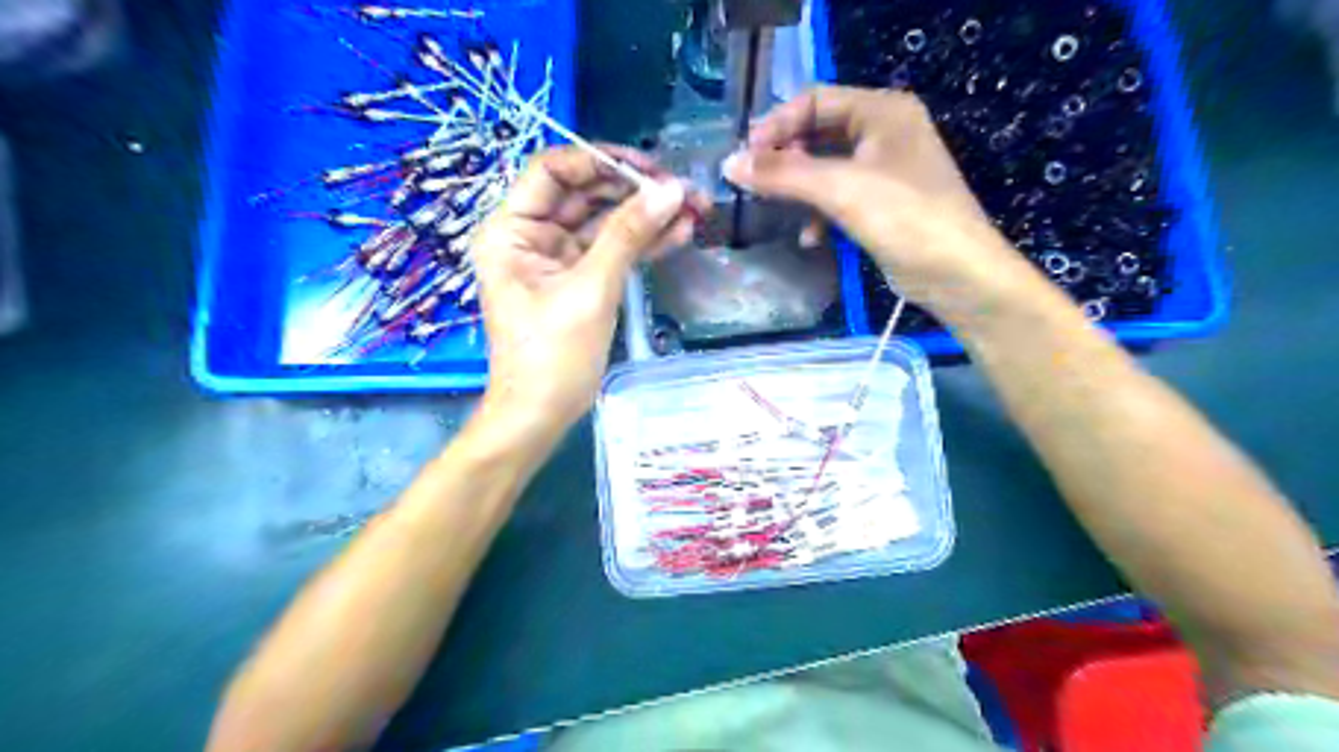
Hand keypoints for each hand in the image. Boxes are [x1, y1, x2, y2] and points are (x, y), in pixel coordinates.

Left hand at [471, 145, 701, 441]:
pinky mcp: (579, 280)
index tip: (649, 169)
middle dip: (633, 190)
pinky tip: (679, 234)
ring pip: (603, 222)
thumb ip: (628, 235)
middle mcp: (530, 235)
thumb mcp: (590, 290)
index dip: (600, 161)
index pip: (553, 170)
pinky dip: (642, 243)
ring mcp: (556, 258)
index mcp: (512, 229)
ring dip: (645, 216)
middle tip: (682, 191)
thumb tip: (671, 189)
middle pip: (584, 193)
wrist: (541, 414)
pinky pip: (611, 250)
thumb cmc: (552, 355)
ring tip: (694, 210)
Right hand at [722, 86, 1045, 318]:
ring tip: (774, 207)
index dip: (778, 124)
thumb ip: (781, 173)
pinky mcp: (883, 205)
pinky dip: (819, 213)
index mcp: (883, 110)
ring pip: (826, 169)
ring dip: (799, 188)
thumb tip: (729, 164)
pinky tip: (809, 237)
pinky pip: (839, 197)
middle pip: (819, 134)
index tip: (746, 155)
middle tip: (753, 181)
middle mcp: (885, 132)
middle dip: (786, 158)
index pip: (816, 100)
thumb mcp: (838, 189)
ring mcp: (885, 170)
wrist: (956, 272)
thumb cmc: (903, 216)